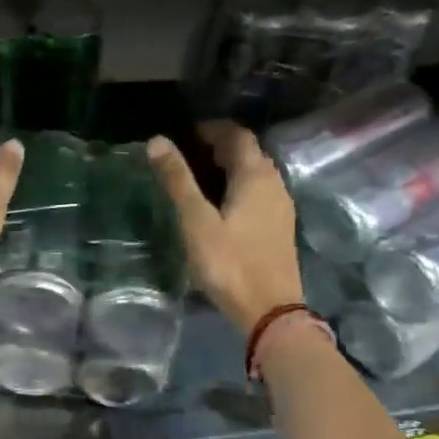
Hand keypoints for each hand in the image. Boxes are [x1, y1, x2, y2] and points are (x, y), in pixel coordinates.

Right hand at [147, 123, 303, 333]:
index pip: (237, 135)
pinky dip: (237, 187)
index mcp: (256, 175)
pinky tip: (219, 205)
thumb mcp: (197, 221)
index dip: (211, 129)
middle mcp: (274, 183)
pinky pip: (258, 193)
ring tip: (197, 179)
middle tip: (185, 155)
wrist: (269, 310)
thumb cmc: (230, 263)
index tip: (183, 134)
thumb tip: (157, 140)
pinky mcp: (279, 227)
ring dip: (228, 168)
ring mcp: (281, 206)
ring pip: (254, 173)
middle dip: (218, 146)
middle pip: (248, 152)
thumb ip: (178, 180)